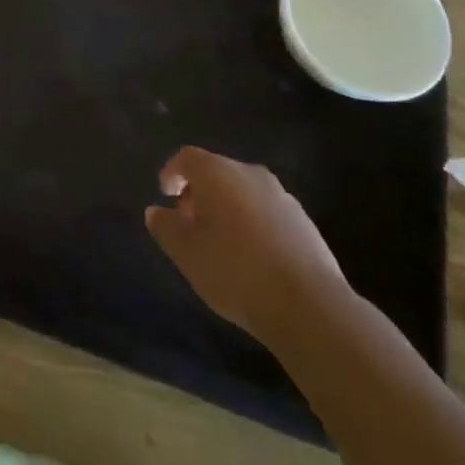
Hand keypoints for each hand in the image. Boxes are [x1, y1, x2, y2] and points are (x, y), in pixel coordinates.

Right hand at [145, 147, 346, 345]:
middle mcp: (249, 173)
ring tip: (220, 243)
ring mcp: (281, 196)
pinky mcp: (304, 222)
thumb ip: (166, 228)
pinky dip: (252, 224)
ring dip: (227, 209)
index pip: (187, 158)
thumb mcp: (187, 253)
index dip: (172, 173)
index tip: (165, 195)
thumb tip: (155, 211)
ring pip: (243, 192)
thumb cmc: (235, 271)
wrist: (309, 305)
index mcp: (217, 172)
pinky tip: (251, 257)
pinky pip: (266, 212)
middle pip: (217, 172)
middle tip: (189, 223)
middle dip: (199, 193)